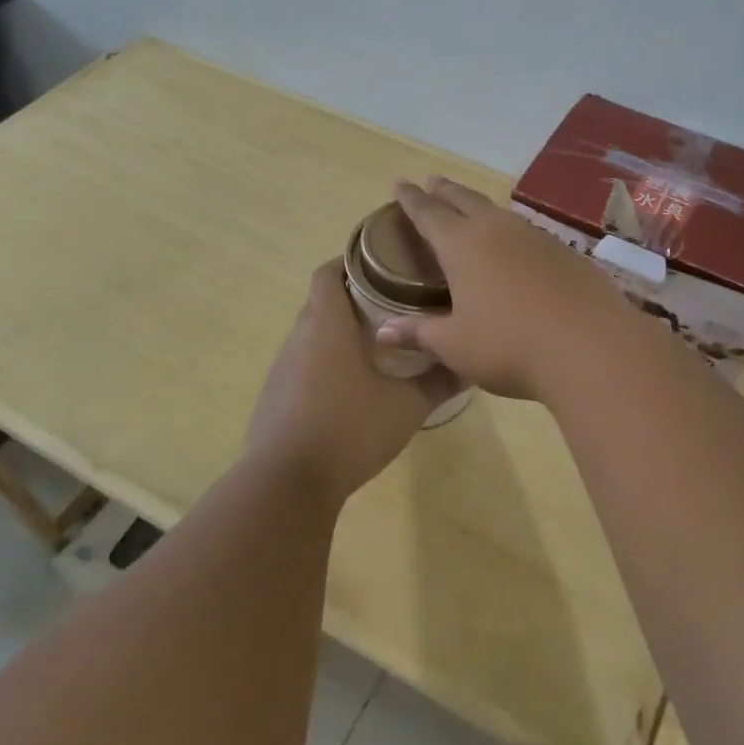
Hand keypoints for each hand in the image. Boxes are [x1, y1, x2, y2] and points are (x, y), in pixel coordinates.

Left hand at [246, 259, 457, 503]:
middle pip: (322, 302)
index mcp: (327, 326)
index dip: (350, 260)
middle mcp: (299, 338)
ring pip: (312, 335)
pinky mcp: (274, 397)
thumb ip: (438, 382)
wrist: (287, 484)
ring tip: (376, 344)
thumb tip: (469, 364)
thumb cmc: (350, 430)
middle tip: (392, 303)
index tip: (382, 262)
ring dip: (338, 333)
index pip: (328, 273)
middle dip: (353, 297)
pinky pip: (302, 365)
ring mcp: (282, 369)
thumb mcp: (406, 407)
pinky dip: (324, 363)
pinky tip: (349, 388)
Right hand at [376, 177, 637, 399]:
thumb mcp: (455, 345)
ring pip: (500, 213)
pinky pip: (528, 232)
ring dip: (479, 207)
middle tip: (432, 181)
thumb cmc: (509, 345)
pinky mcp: (566, 252)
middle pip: (465, 200)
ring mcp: (536, 237)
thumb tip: (383, 331)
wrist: (590, 346)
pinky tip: (516, 246)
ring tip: (471, 208)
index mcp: (463, 245)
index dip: (410, 199)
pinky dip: (511, 231)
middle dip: (445, 191)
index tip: (399, 183)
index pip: (428, 213)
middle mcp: (498, 230)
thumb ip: (419, 334)